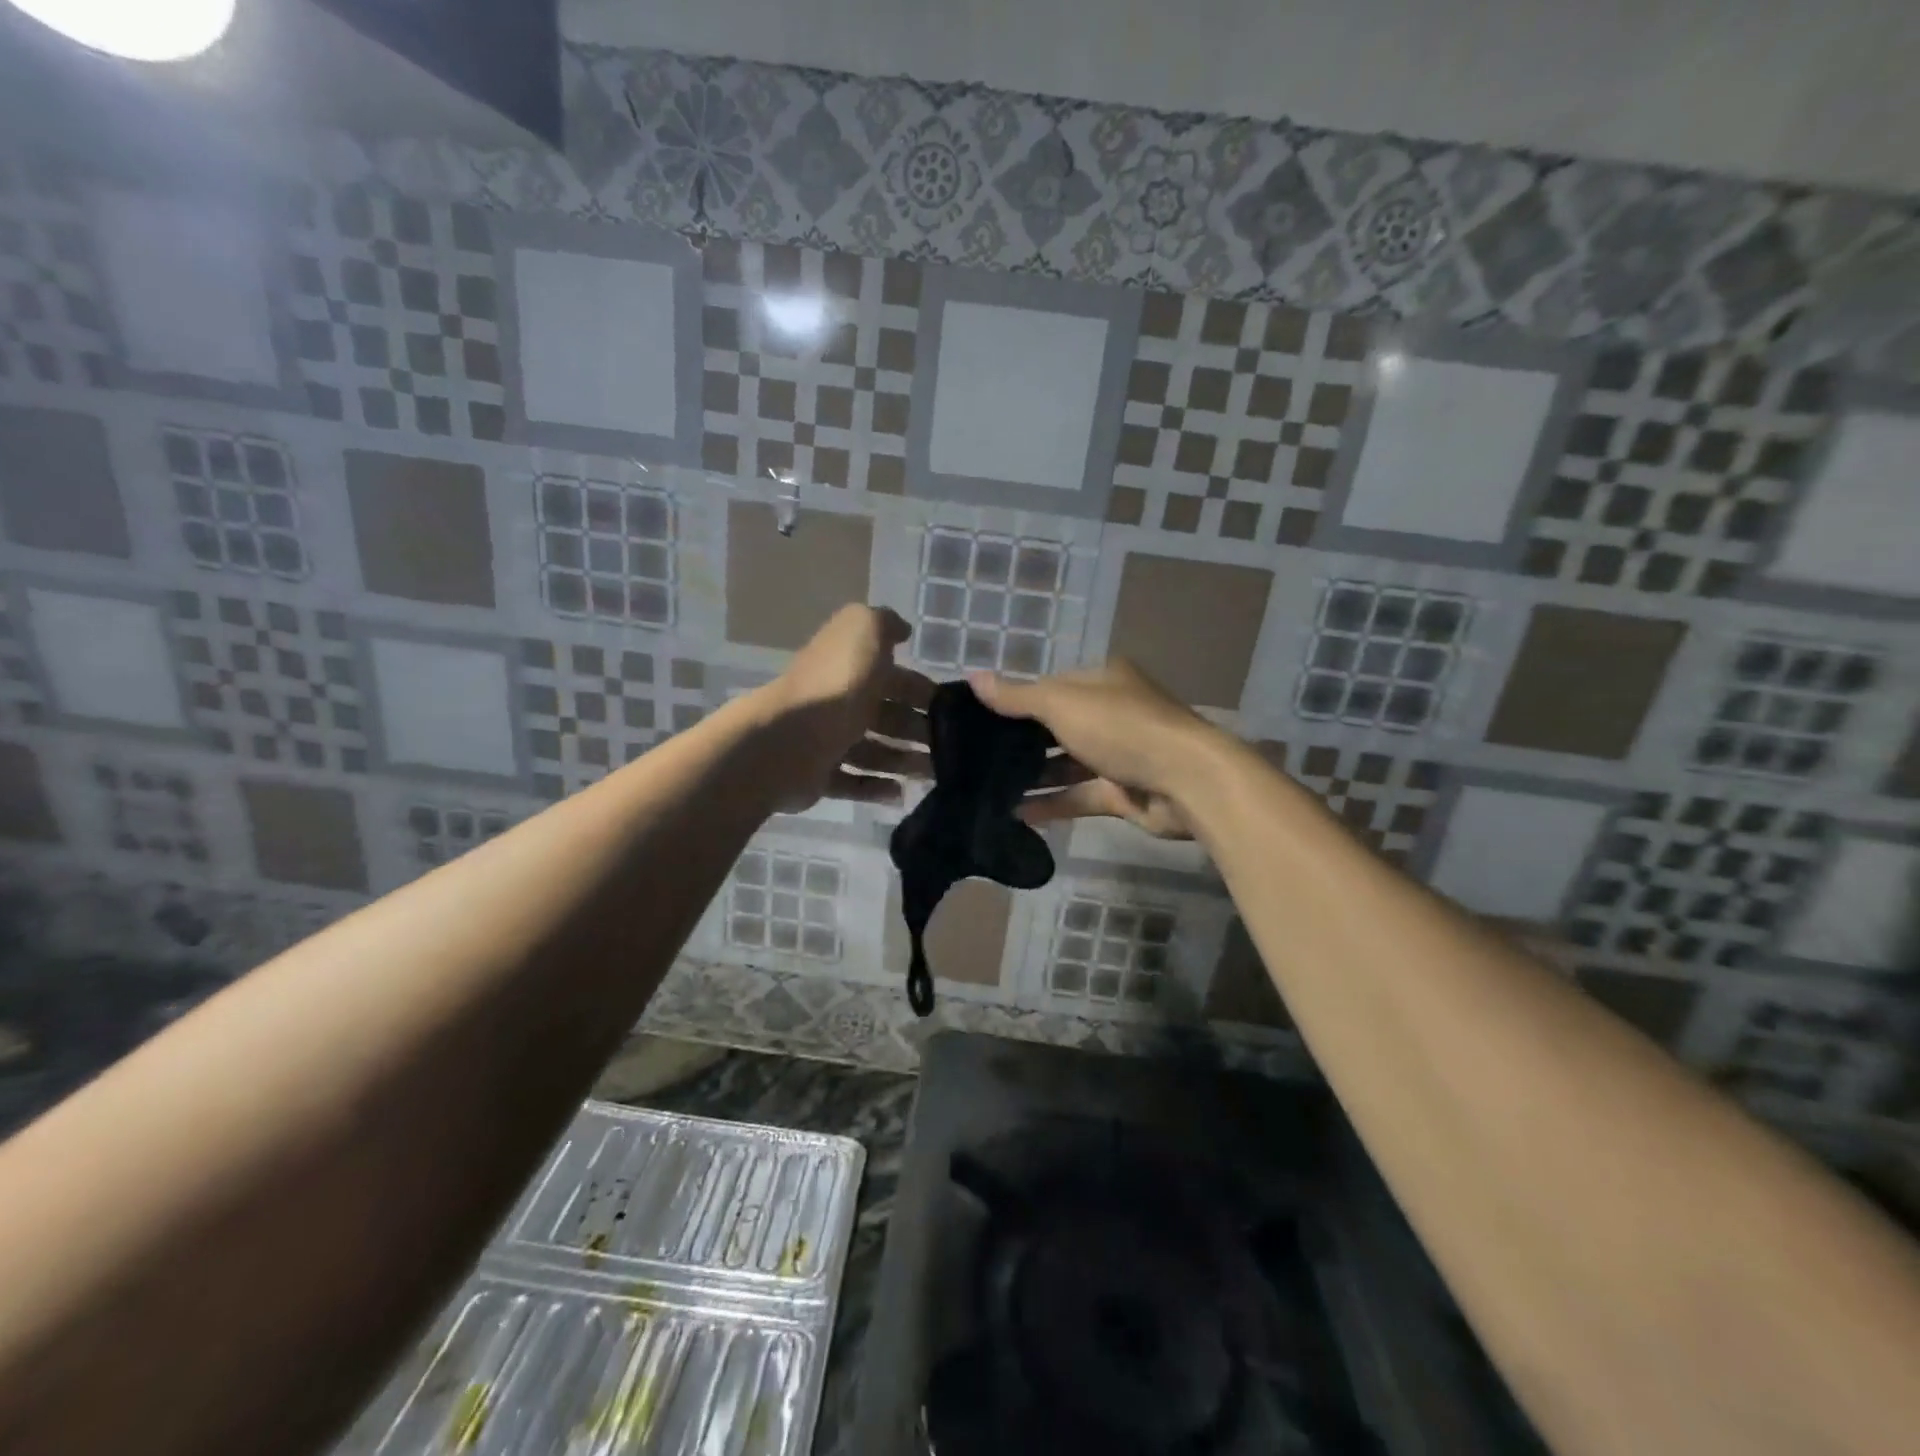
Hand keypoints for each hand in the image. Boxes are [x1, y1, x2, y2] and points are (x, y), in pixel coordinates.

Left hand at [763, 605, 934, 811]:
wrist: (788, 739)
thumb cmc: (835, 685)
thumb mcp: (864, 631)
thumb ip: (884, 623)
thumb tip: (902, 630)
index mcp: (848, 667)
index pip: (892, 676)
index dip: (921, 688)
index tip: (952, 707)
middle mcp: (837, 701)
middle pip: (885, 715)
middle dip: (917, 728)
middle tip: (950, 745)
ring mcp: (825, 740)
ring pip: (872, 750)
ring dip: (903, 760)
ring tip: (931, 772)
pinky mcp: (818, 776)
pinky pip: (852, 782)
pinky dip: (876, 787)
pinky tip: (900, 793)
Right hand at [969, 660, 1222, 838]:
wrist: (1185, 780)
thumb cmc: (1121, 728)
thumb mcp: (1061, 704)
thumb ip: (1017, 696)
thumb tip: (972, 677)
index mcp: (1102, 682)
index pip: (1051, 687)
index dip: (1017, 700)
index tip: (980, 719)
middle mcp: (1112, 713)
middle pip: (1057, 726)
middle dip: (1021, 742)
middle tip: (978, 758)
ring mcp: (1119, 755)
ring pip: (1067, 764)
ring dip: (1034, 776)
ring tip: (989, 788)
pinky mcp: (1122, 792)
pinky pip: (1079, 796)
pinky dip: (1052, 804)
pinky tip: (1016, 814)